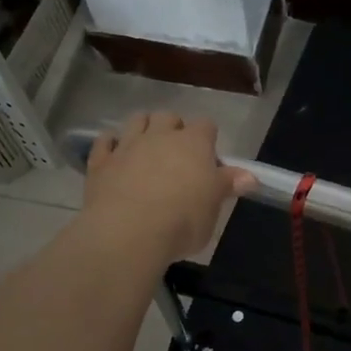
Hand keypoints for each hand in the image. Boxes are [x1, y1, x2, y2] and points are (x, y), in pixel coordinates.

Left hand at [83, 112, 252, 262]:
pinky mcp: (101, 162)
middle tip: (177, 154)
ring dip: (143, 127)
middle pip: (168, 117)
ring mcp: (128, 146)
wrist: (128, 233)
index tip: (209, 160)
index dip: (208, 139)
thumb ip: (228, 186)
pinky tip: (113, 153)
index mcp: (194, 144)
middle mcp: (161, 136)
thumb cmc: (182, 220)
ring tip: (146, 146)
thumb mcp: (214, 208)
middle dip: (173, 129)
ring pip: (136, 120)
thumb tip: (250, 176)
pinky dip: (110, 143)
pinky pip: (104, 141)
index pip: (206, 126)